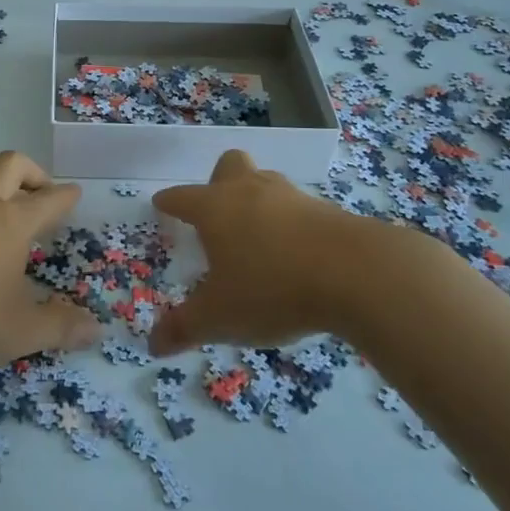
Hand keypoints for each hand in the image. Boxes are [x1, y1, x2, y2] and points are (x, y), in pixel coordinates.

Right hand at [148, 149, 375, 355]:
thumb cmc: (272, 288)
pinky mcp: (327, 211)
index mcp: (215, 208)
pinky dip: (291, 224)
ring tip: (258, 235)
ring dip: (257, 200)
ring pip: (265, 182)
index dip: (169, 202)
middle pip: (229, 166)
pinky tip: (296, 254)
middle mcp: (249, 191)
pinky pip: (298, 208)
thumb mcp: (220, 318)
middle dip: (219, 182)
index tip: (161, 204)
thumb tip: (153, 345)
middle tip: (218, 213)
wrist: (357, 273)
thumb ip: (184, 328)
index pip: (182, 197)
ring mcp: (291, 197)